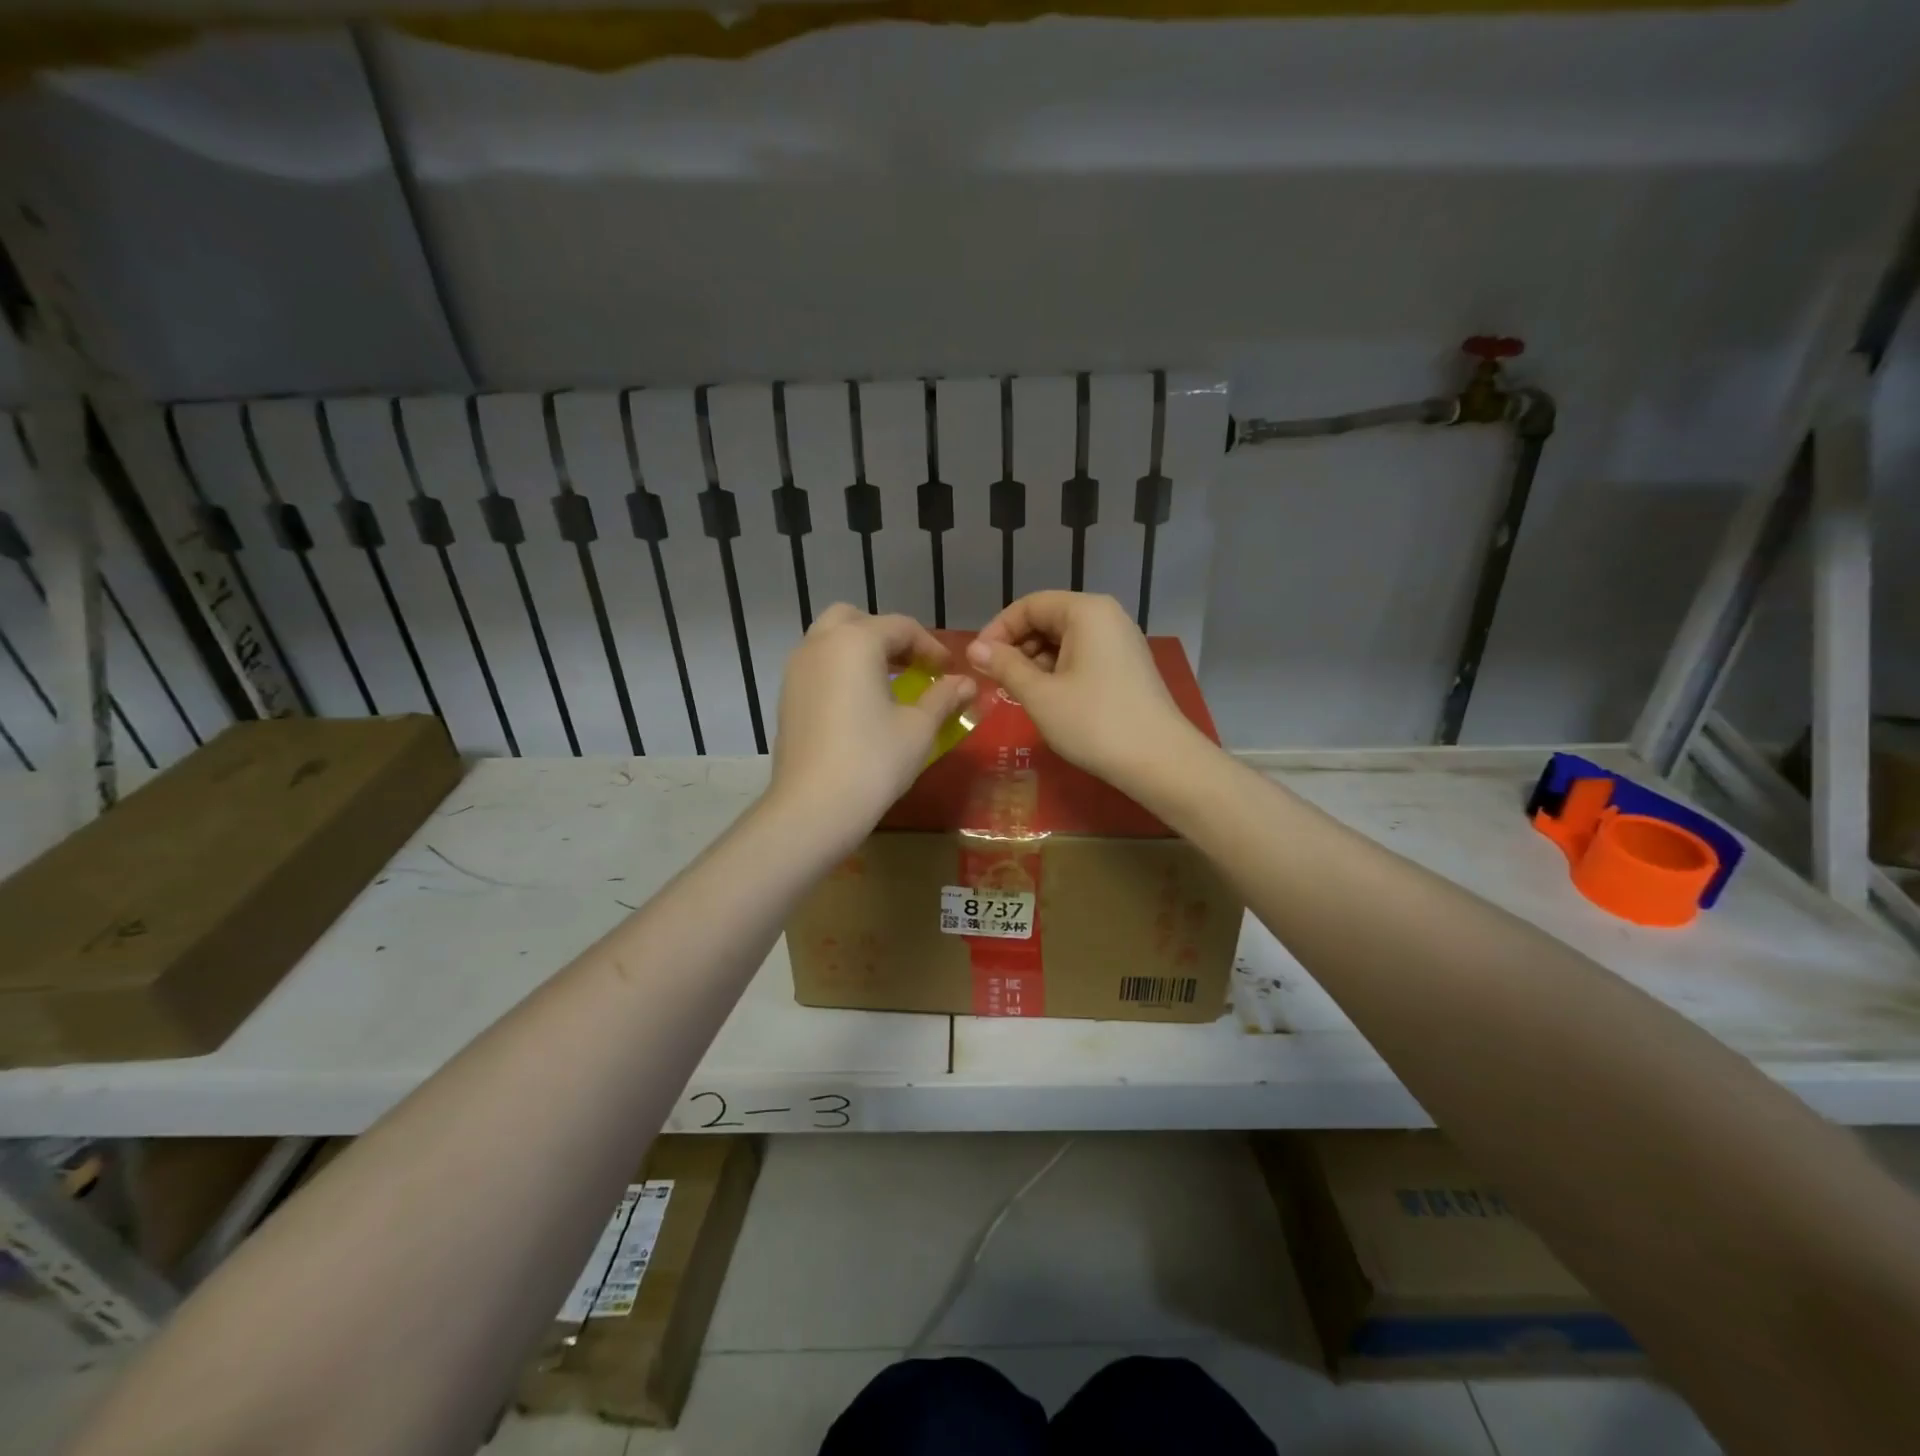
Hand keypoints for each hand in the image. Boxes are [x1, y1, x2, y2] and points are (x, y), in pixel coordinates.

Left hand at [770, 605, 975, 839]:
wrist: (813, 807)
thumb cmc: (873, 761)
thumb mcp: (919, 728)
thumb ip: (944, 697)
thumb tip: (966, 683)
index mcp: (855, 642)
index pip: (901, 627)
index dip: (931, 646)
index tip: (949, 671)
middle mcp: (820, 645)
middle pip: (856, 620)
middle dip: (887, 636)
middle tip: (912, 666)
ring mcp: (796, 670)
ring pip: (830, 640)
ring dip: (860, 650)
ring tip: (887, 683)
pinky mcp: (786, 697)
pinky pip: (817, 666)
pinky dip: (840, 670)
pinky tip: (860, 704)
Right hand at [965, 591, 1206, 791]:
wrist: (1160, 761)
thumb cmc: (1094, 722)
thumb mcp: (1040, 695)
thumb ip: (1004, 666)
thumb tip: (975, 648)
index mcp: (1086, 611)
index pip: (1029, 605)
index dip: (998, 630)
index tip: (977, 661)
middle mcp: (1106, 616)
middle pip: (1048, 619)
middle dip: (1016, 647)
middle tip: (994, 680)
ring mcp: (1120, 641)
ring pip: (1064, 640)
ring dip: (1035, 662)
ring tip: (1016, 693)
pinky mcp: (1127, 666)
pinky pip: (1082, 656)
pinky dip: (1058, 671)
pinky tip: (1045, 698)